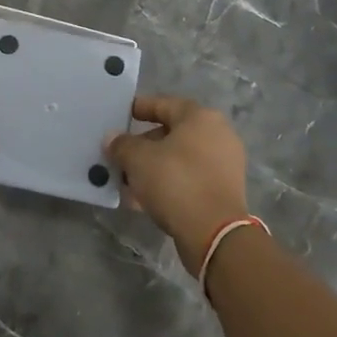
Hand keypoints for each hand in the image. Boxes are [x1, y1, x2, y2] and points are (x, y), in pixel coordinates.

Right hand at [106, 95, 249, 273]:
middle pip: (172, 133)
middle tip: (119, 155)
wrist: (214, 233)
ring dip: (152, 167)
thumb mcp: (138, 160)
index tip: (120, 115)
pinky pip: (188, 179)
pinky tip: (142, 199)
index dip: (139, 108)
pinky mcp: (223, 191)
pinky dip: (167, 184)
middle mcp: (217, 135)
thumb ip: (122, 145)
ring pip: (179, 159)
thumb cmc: (176, 182)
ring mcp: (224, 164)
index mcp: (200, 118)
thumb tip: (112, 138)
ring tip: (126, 180)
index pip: (164, 104)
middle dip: (143, 144)